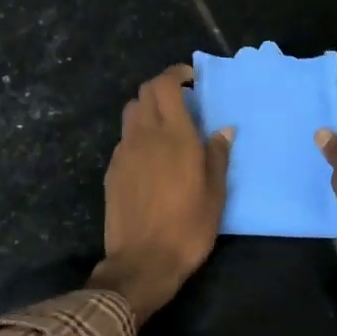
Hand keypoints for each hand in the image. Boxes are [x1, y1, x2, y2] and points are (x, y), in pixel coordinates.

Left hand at [91, 65, 232, 321]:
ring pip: (131, 113)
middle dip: (163, 88)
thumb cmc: (188, 227)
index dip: (176, 74)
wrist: (143, 261)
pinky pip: (124, 139)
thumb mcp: (215, 193)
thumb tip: (224, 129)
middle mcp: (145, 135)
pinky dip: (138, 135)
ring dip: (147, 109)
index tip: (191, 79)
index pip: (165, 85)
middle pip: (144, 92)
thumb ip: (218, 155)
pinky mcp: (112, 170)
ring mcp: (124, 152)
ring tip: (166, 128)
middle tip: (183, 102)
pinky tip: (151, 158)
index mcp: (174, 135)